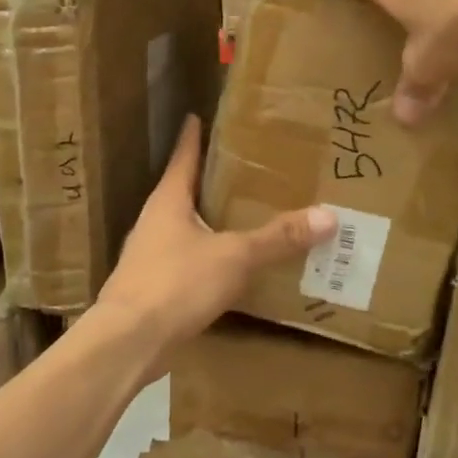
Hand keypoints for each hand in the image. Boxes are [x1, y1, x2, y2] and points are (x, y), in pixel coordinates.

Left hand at [94, 116, 335, 353]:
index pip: (182, 157)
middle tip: (241, 168)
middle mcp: (154, 221)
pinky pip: (186, 261)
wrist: (129, 342)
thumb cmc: (176, 283)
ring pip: (184, 228)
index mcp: (168, 201)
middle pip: (183, 191)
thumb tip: (328, 215)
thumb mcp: (234, 257)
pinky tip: (229, 266)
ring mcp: (149, 255)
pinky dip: (208, 256)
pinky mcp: (153, 287)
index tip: (197, 115)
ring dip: (209, 221)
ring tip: (242, 215)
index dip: (193, 137)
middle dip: (208, 180)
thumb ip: (278, 238)